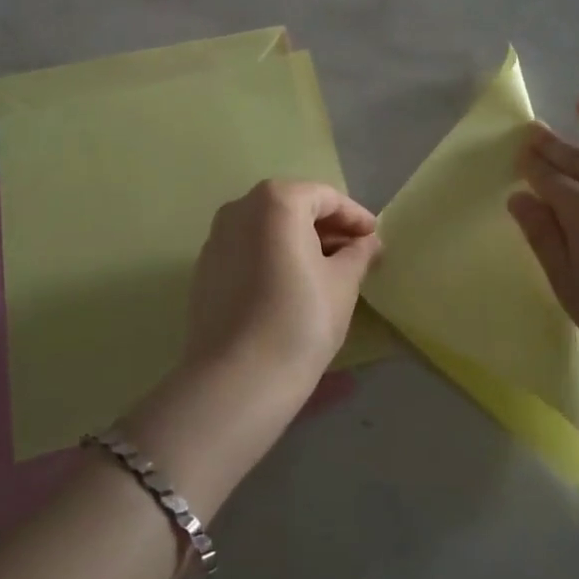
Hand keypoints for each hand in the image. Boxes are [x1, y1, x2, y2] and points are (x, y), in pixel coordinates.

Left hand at [182, 179, 382, 394]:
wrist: (236, 380)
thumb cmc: (300, 320)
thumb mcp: (343, 283)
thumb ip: (358, 253)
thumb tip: (366, 242)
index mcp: (276, 201)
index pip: (325, 198)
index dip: (354, 216)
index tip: (374, 237)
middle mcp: (240, 208)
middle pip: (293, 208)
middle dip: (327, 228)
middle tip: (356, 254)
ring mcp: (216, 239)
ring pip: (268, 229)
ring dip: (300, 243)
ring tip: (329, 271)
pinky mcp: (205, 270)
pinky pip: (248, 251)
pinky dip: (273, 257)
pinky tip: (292, 286)